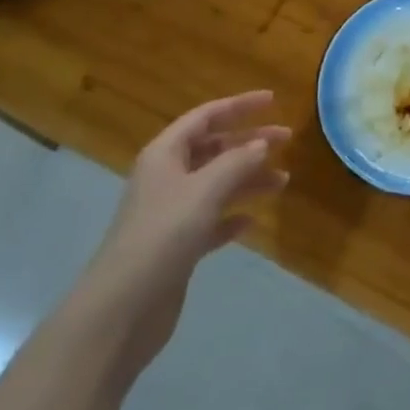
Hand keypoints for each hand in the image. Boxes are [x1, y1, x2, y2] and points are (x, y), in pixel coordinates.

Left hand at [74, 91, 289, 370]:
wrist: (122, 309)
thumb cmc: (163, 235)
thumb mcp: (204, 190)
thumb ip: (237, 162)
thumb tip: (261, 144)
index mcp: (165, 154)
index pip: (206, 116)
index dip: (239, 105)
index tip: (273, 100)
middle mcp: (167, 178)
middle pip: (214, 149)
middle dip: (250, 143)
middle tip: (287, 140)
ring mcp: (171, 213)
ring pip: (217, 184)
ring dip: (248, 179)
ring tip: (283, 182)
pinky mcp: (177, 246)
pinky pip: (212, 220)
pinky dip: (232, 216)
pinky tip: (252, 221)